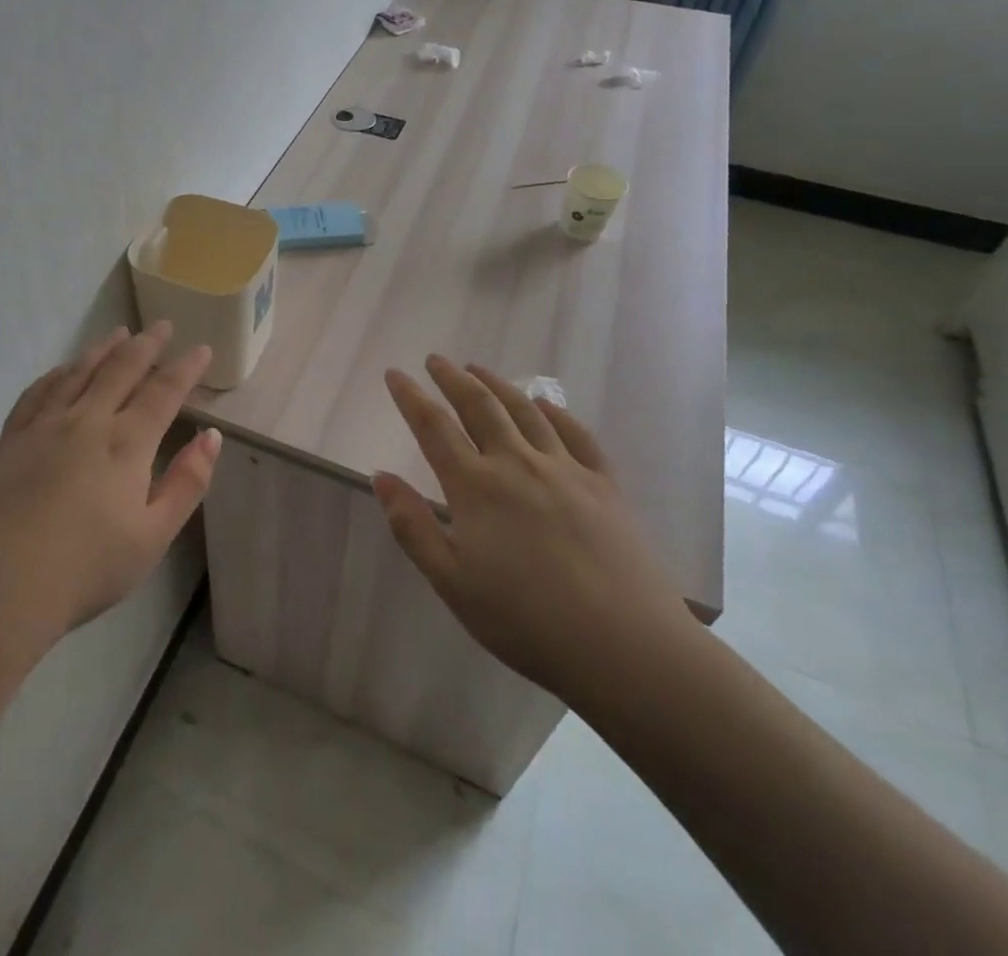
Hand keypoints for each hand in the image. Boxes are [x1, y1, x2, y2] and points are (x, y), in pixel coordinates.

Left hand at [0, 322, 221, 651]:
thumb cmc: (85, 569)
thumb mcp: (153, 536)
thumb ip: (186, 483)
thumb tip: (212, 436)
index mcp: (126, 443)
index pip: (163, 392)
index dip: (185, 368)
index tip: (201, 348)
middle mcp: (87, 420)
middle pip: (121, 369)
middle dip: (146, 344)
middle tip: (162, 325)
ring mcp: (44, 426)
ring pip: (79, 372)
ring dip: (103, 349)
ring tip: (119, 333)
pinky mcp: (11, 439)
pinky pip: (37, 392)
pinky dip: (56, 374)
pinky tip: (62, 370)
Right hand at [373, 355, 696, 708]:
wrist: (625, 647)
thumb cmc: (525, 620)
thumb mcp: (451, 581)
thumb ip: (412, 525)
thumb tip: (381, 475)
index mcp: (475, 486)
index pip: (433, 427)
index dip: (410, 396)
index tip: (395, 373)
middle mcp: (516, 463)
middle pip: (479, 406)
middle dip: (453, 378)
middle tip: (436, 360)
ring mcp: (565, 469)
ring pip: (524, 411)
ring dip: (496, 384)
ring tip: (478, 368)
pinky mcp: (604, 484)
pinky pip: (576, 434)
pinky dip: (554, 412)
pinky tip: (544, 405)